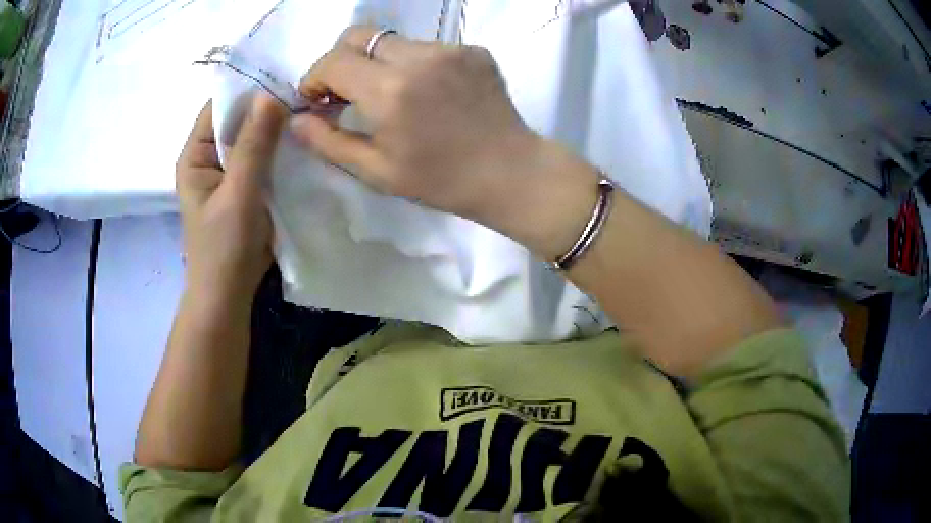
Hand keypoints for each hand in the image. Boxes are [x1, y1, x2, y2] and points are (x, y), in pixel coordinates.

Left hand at [176, 95, 287, 300]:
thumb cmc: (224, 248)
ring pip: (253, 139)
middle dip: (268, 110)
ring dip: (276, 131)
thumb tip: (271, 95)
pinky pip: (262, 159)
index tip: (286, 79)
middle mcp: (209, 158)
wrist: (228, 296)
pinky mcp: (244, 187)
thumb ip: (253, 146)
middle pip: (238, 120)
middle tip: (306, 96)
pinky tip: (302, 144)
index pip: (220, 107)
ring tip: (310, 115)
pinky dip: (279, 152)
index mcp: (195, 155)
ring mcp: (227, 173)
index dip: (249, 90)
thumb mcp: (238, 194)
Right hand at [292, 27, 542, 218]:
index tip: (317, 99)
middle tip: (346, 89)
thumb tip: (295, 121)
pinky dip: (414, 63)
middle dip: (341, 59)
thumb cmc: (440, 180)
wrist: (509, 172)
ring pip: (393, 41)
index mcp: (389, 91)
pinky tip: (428, 92)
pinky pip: (427, 47)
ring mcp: (449, 49)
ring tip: (391, 94)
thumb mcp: (376, 171)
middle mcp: (417, 58)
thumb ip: (329, 142)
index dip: (315, 77)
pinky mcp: (473, 50)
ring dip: (378, 62)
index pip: (333, 61)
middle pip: (359, 35)